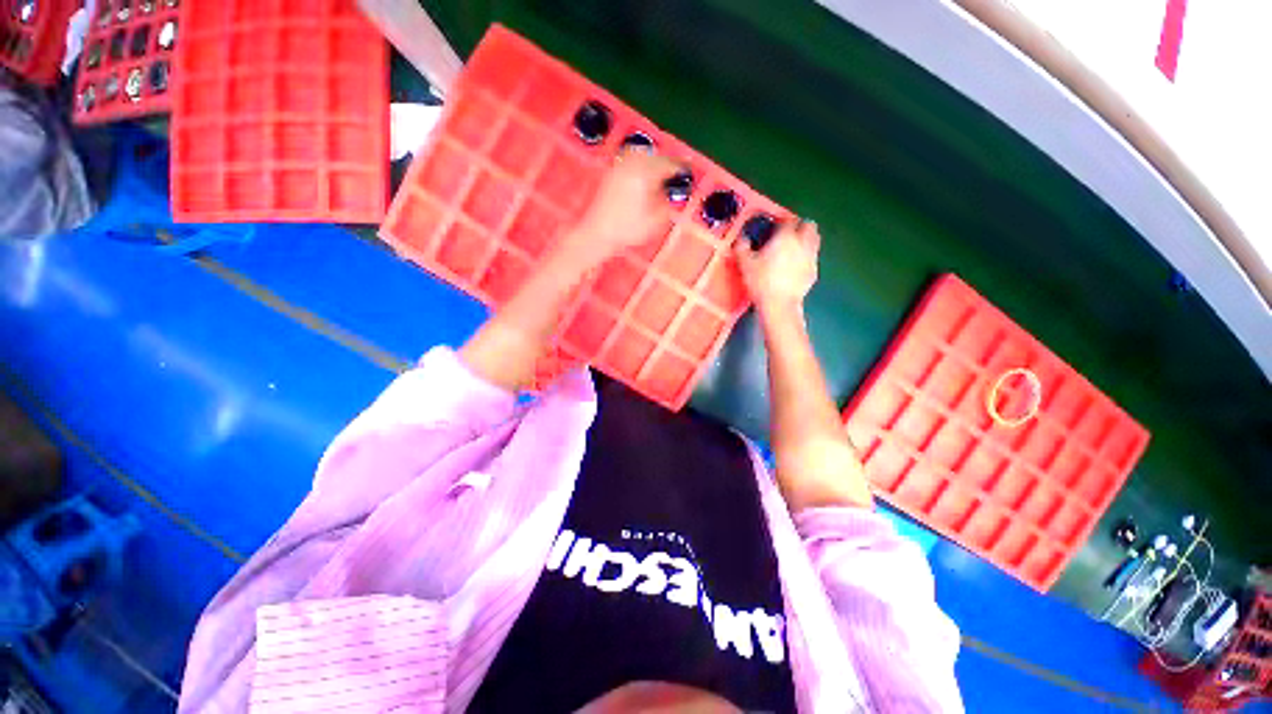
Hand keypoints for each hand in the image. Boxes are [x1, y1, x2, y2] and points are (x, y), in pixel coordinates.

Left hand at [560, 150, 683, 266]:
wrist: (598, 232)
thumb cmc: (628, 229)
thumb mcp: (656, 220)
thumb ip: (668, 202)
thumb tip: (672, 192)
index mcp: (646, 173)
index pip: (669, 164)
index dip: (681, 167)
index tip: (688, 171)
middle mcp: (632, 164)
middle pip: (655, 156)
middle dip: (667, 163)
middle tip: (676, 172)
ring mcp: (620, 167)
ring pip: (642, 156)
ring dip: (654, 161)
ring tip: (660, 174)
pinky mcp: (612, 173)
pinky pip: (631, 161)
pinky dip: (641, 165)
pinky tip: (643, 176)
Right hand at [734, 219, 820, 313]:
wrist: (779, 304)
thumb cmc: (761, 281)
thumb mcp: (745, 264)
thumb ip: (742, 248)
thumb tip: (741, 240)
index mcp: (785, 237)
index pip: (788, 219)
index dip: (781, 220)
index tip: (774, 225)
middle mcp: (802, 243)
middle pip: (808, 225)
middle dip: (800, 226)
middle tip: (787, 234)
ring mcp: (811, 257)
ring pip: (814, 240)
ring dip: (805, 240)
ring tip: (792, 248)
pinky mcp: (814, 272)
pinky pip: (812, 258)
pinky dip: (806, 257)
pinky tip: (795, 266)